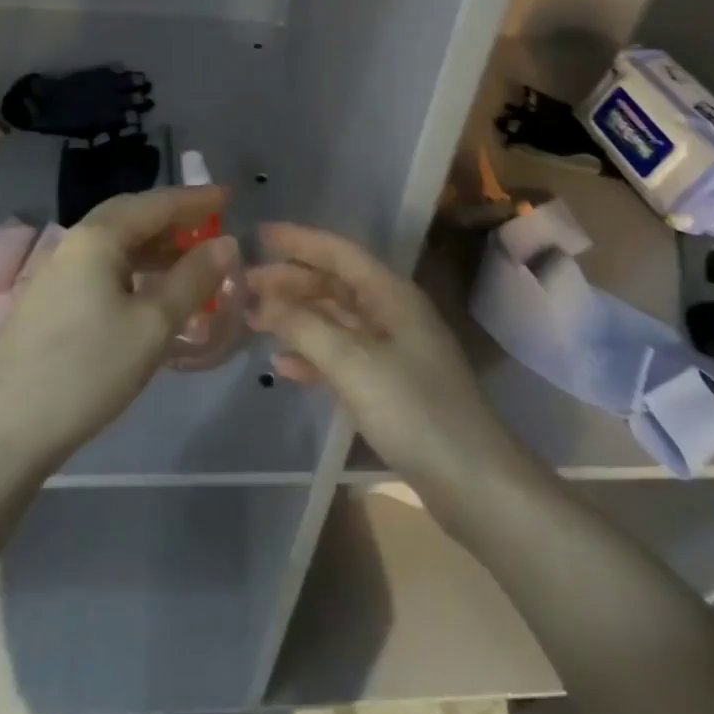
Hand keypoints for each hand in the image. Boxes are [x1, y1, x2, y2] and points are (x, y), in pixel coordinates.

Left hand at [0, 186, 239, 472]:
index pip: (156, 203)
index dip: (196, 199)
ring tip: (189, 260)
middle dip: (174, 217)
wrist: (1, 435)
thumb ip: (193, 279)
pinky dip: (133, 268)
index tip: (230, 196)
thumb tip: (226, 242)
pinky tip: (148, 293)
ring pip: (114, 244)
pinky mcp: (46, 303)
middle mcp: (72, 243)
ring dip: (154, 245)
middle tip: (211, 224)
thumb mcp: (153, 325)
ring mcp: (54, 273)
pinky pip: (100, 268)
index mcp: (97, 237)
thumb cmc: (86, 371)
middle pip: (131, 216)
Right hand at [247, 223, 530, 517]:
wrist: (471, 480)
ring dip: (296, 316)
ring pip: (335, 319)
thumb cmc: (413, 409)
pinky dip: (312, 354)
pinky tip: (283, 364)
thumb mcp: (353, 362)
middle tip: (243, 284)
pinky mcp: (389, 384)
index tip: (259, 234)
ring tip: (253, 319)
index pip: (339, 252)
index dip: (299, 240)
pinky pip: (342, 355)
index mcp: (391, 293)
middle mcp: (392, 312)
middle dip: (290, 280)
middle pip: (334, 284)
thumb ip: (304, 326)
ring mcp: (392, 349)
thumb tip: (260, 300)